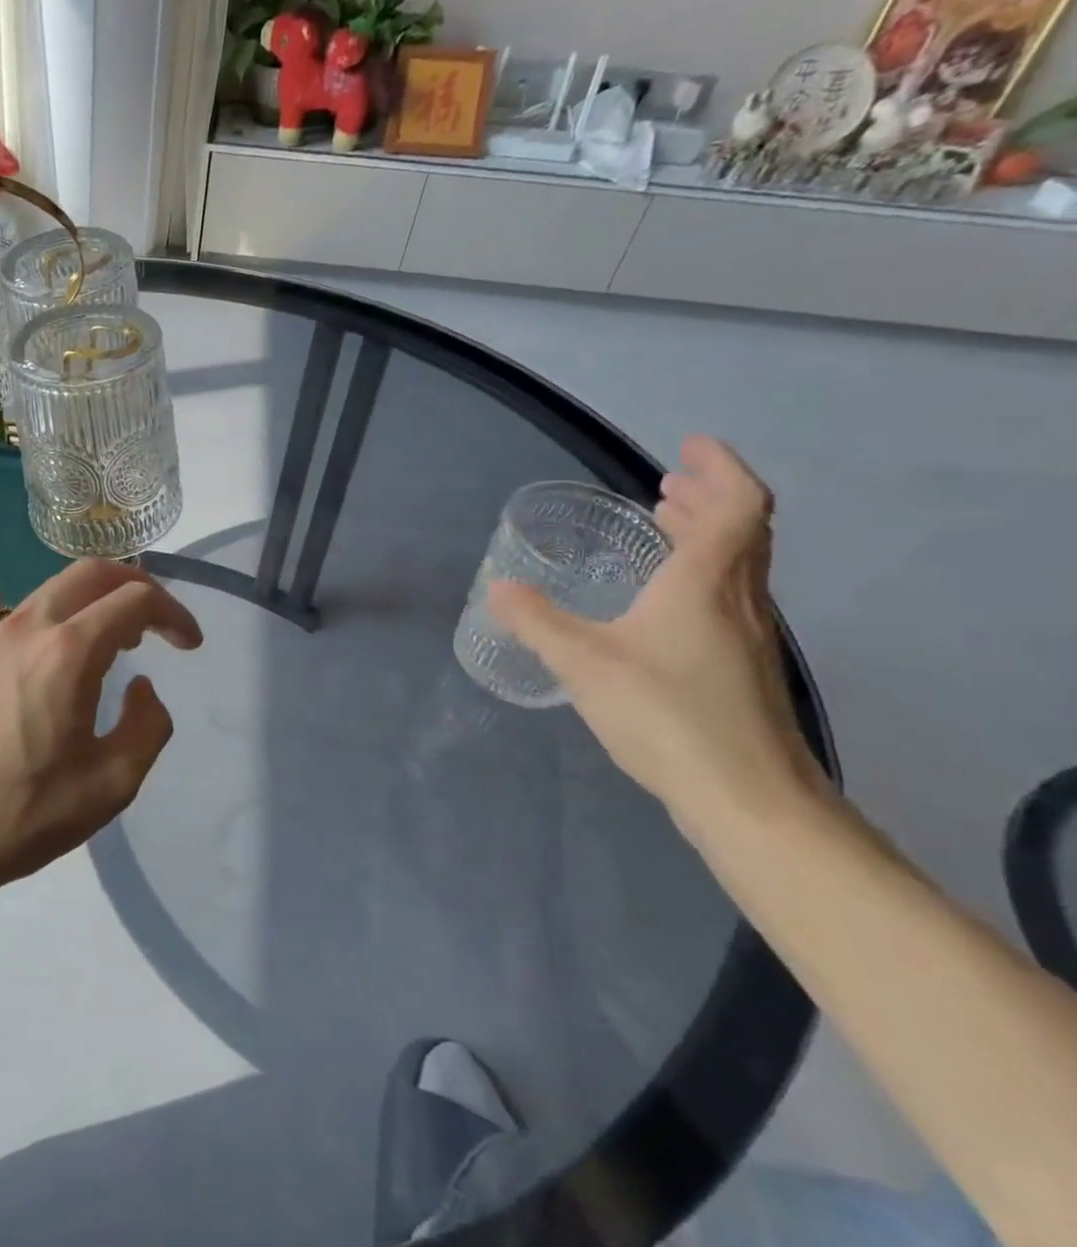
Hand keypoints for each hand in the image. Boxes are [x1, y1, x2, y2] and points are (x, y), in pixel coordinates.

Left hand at [0, 560, 202, 903]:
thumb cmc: (29, 812)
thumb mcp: (113, 782)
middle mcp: (32, 627)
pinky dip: (70, 613)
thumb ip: (148, 725)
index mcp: (68, 653)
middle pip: (94, 572)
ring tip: (125, 640)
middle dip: (139, 585)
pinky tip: (78, 656)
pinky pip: (36, 609)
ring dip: (102, 598)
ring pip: (61, 586)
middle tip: (161, 624)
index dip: (174, 614)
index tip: (190, 646)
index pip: (135, 600)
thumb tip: (142, 687)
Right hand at [487, 437, 825, 814]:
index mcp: (706, 583)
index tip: (689, 448)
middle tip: (669, 482)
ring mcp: (748, 638)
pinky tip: (663, 602)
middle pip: (742, 531)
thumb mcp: (583, 662)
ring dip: (707, 535)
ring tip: (666, 527)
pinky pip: (727, 598)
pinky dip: (701, 574)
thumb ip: (536, 622)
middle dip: (708, 497)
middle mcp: (739, 601)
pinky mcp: (742, 670)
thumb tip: (498, 588)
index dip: (720, 468)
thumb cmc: (666, 714)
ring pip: (738, 566)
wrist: (747, 798)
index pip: (737, 505)